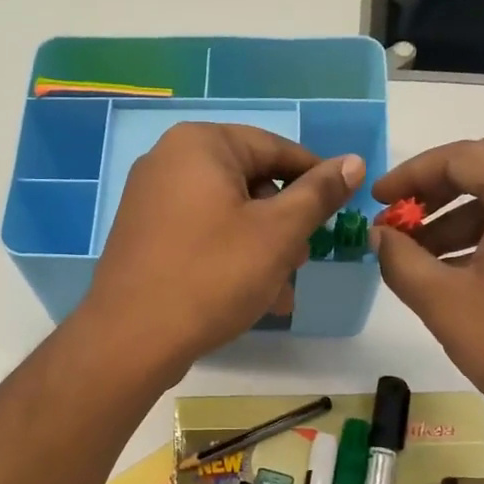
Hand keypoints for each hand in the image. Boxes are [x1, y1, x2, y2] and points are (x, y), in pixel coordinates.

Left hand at [80, 123, 363, 372]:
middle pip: (249, 182)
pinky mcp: (143, 234)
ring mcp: (150, 198)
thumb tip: (352, 162)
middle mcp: (169, 160)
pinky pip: (200, 234)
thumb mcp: (279, 233)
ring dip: (261, 249)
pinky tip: (250, 297)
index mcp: (201, 144)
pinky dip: (228, 256)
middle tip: (302, 262)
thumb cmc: (213, 275)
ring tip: (280, 291)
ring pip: (227, 214)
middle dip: (283, 225)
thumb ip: (318, 194)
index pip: (275, 149)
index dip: (314, 180)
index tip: (339, 211)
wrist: (131, 338)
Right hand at [371, 131, 483, 464]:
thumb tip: (380, 236)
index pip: (462, 157)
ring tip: (423, 252)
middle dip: (441, 186)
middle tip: (404, 216)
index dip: (410, 176)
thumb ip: (401, 260)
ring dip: (467, 210)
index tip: (375, 201)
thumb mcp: (447, 304)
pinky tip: (465, 267)